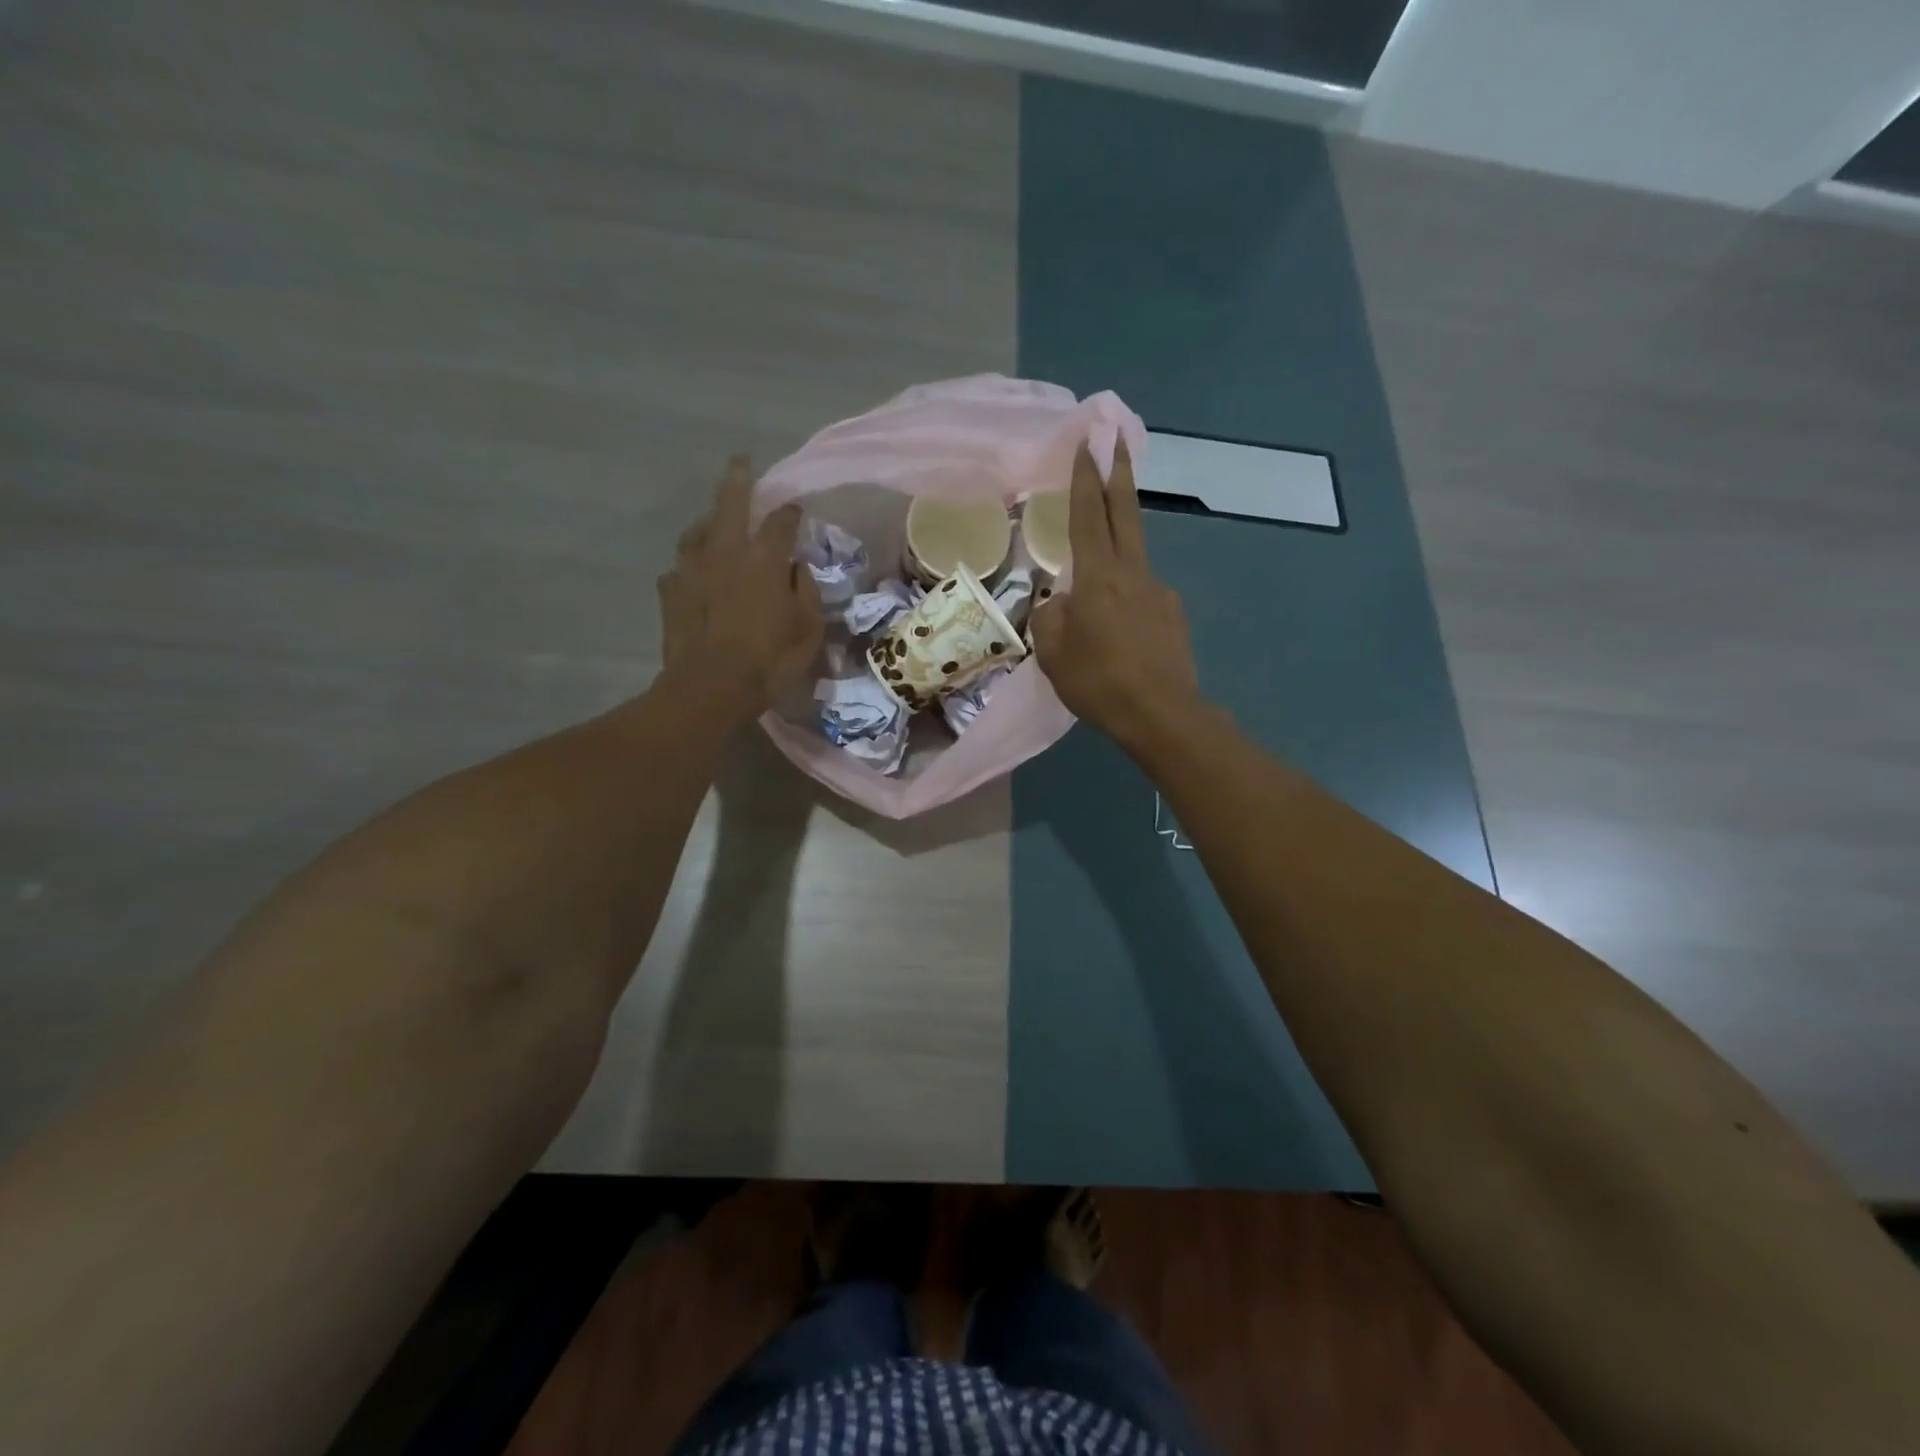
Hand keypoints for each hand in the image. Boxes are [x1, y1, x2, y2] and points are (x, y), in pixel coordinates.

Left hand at [658, 456, 822, 715]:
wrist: (710, 688)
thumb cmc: (769, 660)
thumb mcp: (808, 629)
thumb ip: (807, 591)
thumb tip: (799, 569)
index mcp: (763, 560)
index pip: (780, 522)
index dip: (790, 512)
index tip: (797, 508)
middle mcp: (725, 553)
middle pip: (730, 504)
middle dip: (738, 480)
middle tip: (740, 462)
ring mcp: (692, 570)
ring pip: (698, 532)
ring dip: (709, 520)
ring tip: (714, 520)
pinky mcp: (670, 592)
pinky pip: (679, 569)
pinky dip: (690, 566)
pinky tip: (693, 574)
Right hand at [1031, 439, 1202, 750]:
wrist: (1161, 714)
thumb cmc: (1098, 681)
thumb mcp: (1053, 653)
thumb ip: (1050, 617)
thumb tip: (1061, 603)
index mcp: (1097, 576)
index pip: (1088, 514)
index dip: (1085, 477)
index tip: (1087, 443)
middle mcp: (1132, 572)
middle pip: (1125, 513)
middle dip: (1119, 473)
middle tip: (1118, 439)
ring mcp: (1158, 592)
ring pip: (1133, 558)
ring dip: (1117, 550)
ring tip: (1096, 596)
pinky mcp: (1173, 615)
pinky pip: (1142, 597)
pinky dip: (1126, 601)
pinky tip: (1120, 635)